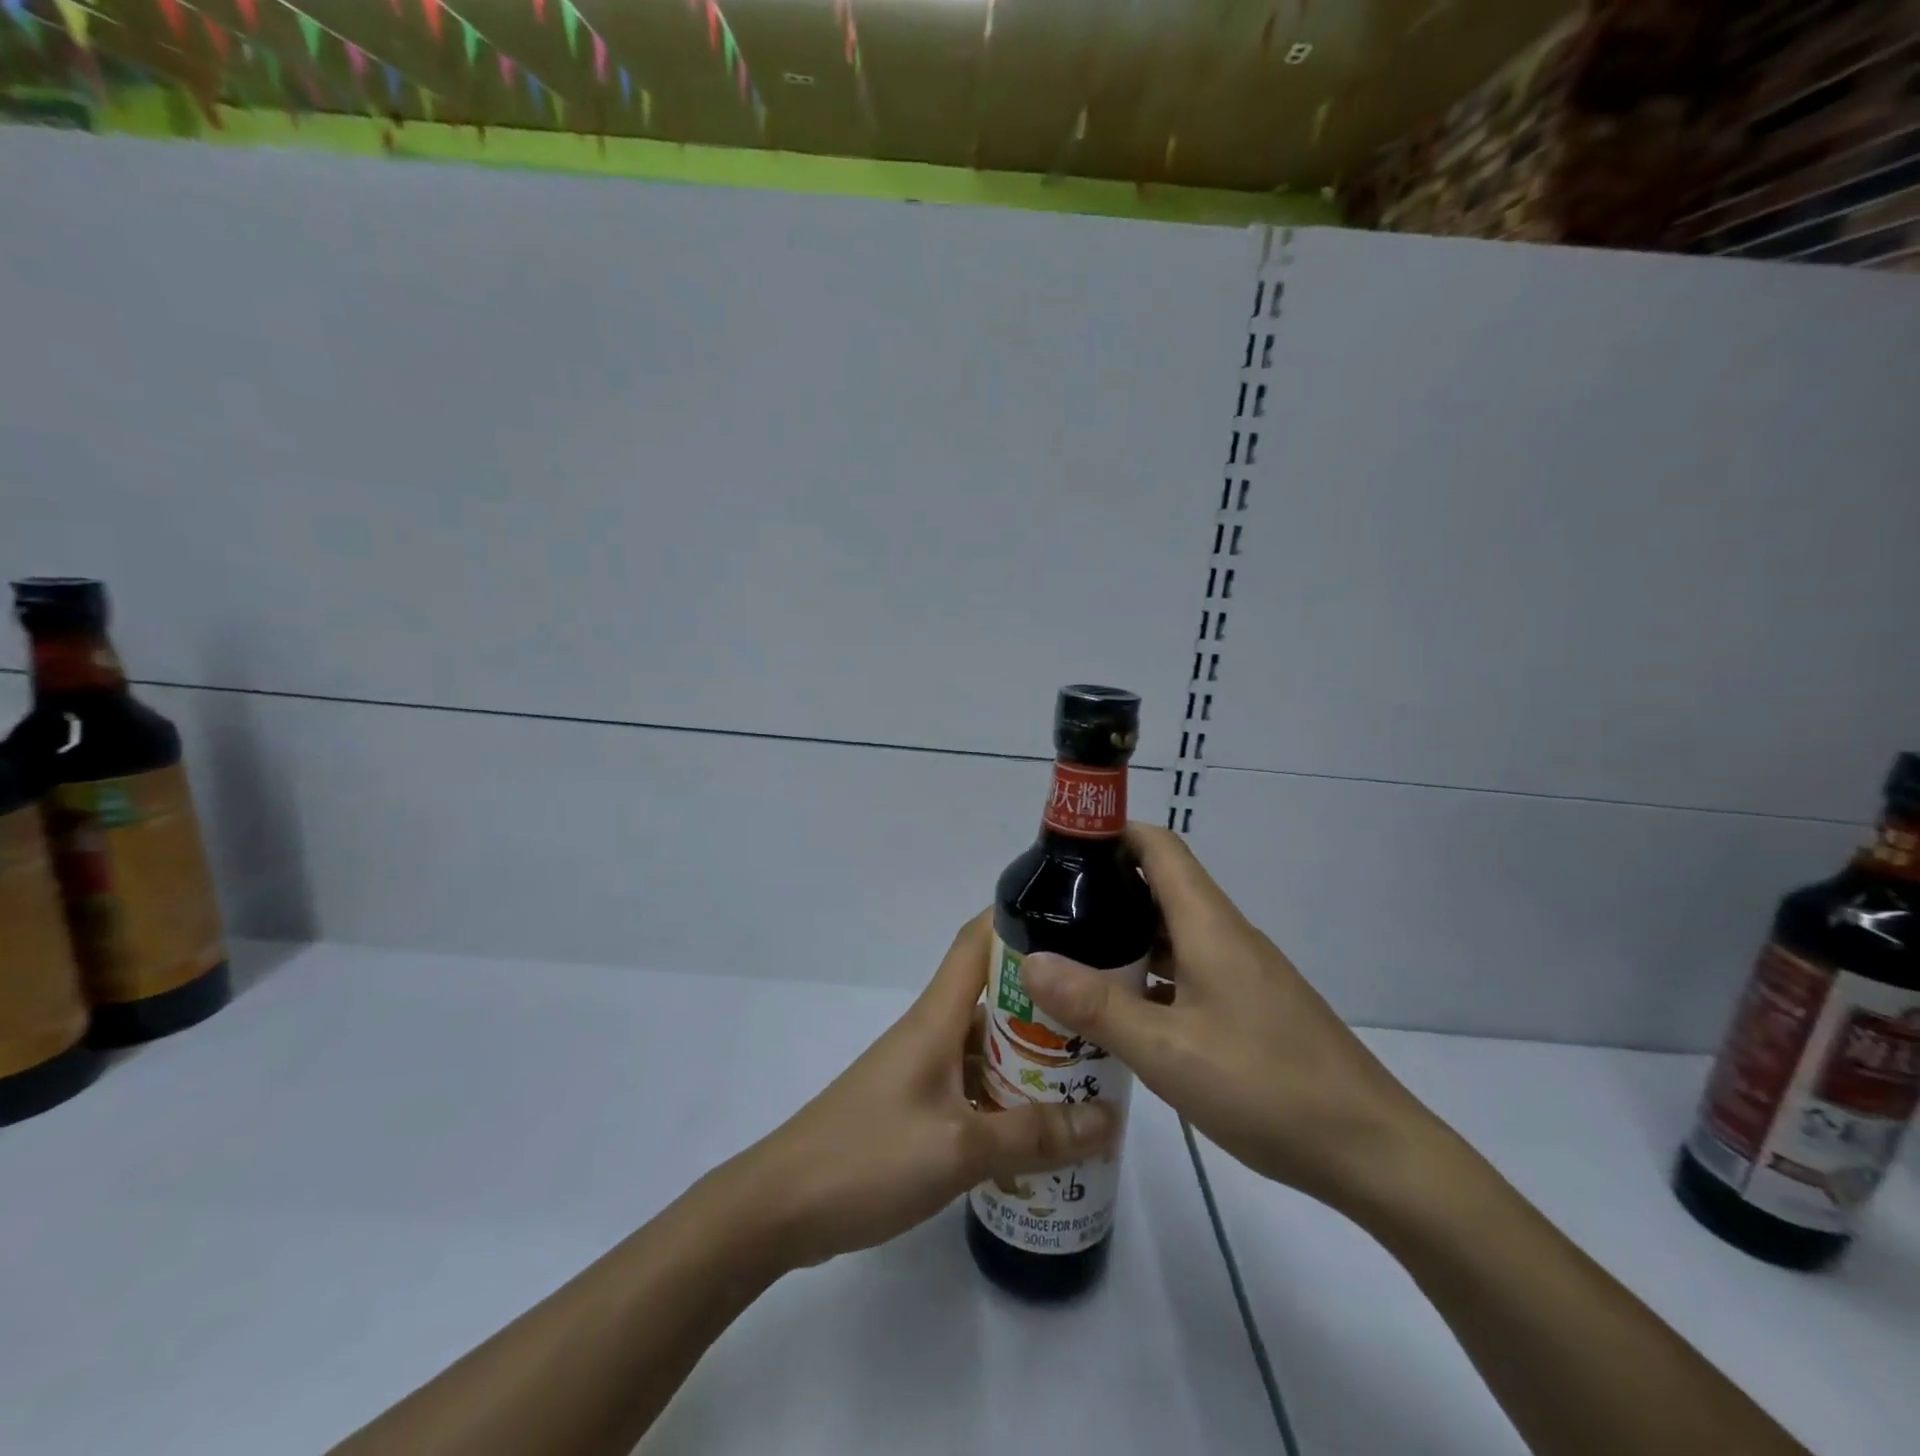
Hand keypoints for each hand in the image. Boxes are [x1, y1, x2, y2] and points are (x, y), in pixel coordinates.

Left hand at [736, 911, 1118, 1270]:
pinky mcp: (915, 1106)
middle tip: (1103, 1020)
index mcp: (937, 1017)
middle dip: (1046, 1003)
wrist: (781, 1206)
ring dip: (1030, 1056)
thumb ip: (1034, 1136)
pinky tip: (1040, 1129)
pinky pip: (971, 1084)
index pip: (977, 941)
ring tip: (1089, 1077)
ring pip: (985, 1045)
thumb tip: (1109, 1119)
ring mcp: (921, 1070)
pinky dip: (1005, 1096)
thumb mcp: (960, 1149)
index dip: (1018, 921)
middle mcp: (931, 1032)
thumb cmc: (869, 1157)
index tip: (1073, 923)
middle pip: (993, 996)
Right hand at [1019, 825, 1437, 1216]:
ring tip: (1071, 958)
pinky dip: (1150, 976)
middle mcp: (1225, 936)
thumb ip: (1096, 1006)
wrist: (1372, 1152)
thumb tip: (1030, 960)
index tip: (1060, 849)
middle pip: (1160, 887)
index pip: (1158, 847)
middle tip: (1049, 912)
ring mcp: (1242, 972)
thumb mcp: (1167, 1051)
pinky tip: (1122, 1010)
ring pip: (1172, 934)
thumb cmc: (1267, 1087)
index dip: (1111, 833)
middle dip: (1104, 890)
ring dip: (1125, 938)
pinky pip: (1188, 971)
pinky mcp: (1250, 1006)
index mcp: (1208, 925)